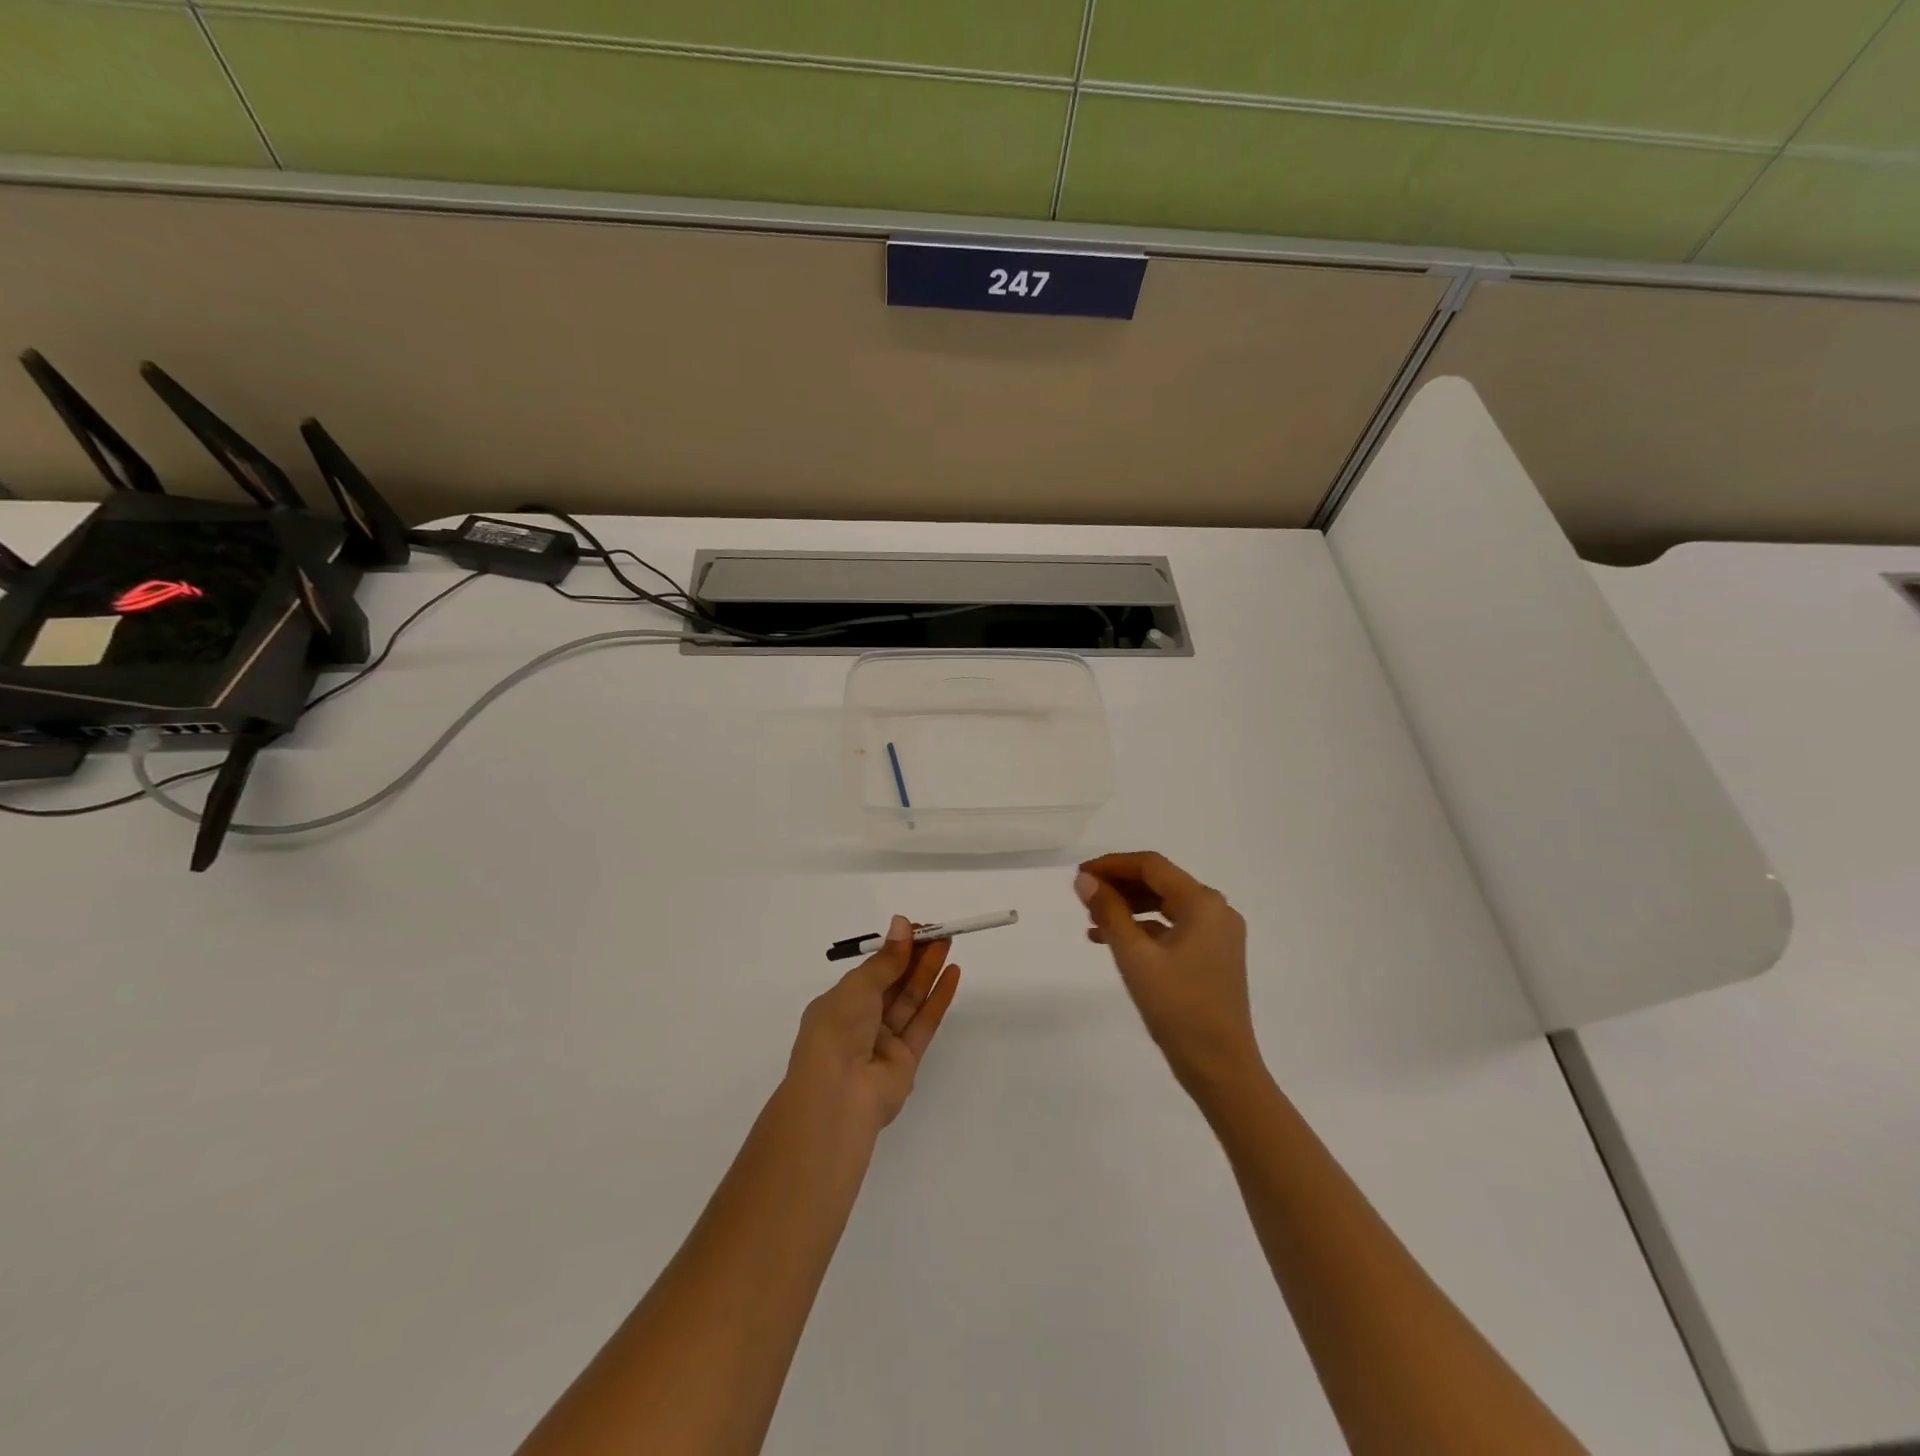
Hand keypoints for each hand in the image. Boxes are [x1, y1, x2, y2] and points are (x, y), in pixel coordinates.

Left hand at [785, 916, 961, 1136]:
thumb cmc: (838, 1031)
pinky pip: (924, 1023)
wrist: (839, 1094)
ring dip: (929, 971)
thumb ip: (886, 959)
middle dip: (915, 957)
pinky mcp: (907, 1059)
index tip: (916, 929)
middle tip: (938, 933)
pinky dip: (938, 998)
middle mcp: (860, 1022)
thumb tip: (902, 923)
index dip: (893, 949)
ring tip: (948, 945)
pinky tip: (953, 974)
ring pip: (910, 1000)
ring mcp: (884, 1042)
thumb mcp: (858, 987)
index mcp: (839, 1004)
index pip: (871, 971)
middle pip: (893, 983)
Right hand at [1076, 852, 1260, 1092]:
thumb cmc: (1178, 1008)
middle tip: (1083, 897)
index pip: (1151, 866)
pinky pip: (1173, 928)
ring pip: (1165, 905)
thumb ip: (1109, 912)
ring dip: (1129, 908)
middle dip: (1119, 886)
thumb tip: (1085, 880)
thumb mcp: (1134, 957)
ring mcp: (1218, 934)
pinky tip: (1113, 942)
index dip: (1112, 864)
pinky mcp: (1213, 955)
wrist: (1221, 1067)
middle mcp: (1216, 910)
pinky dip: (1144, 929)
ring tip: (1092, 920)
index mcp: (1203, 903)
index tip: (1080, 874)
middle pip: (1160, 883)